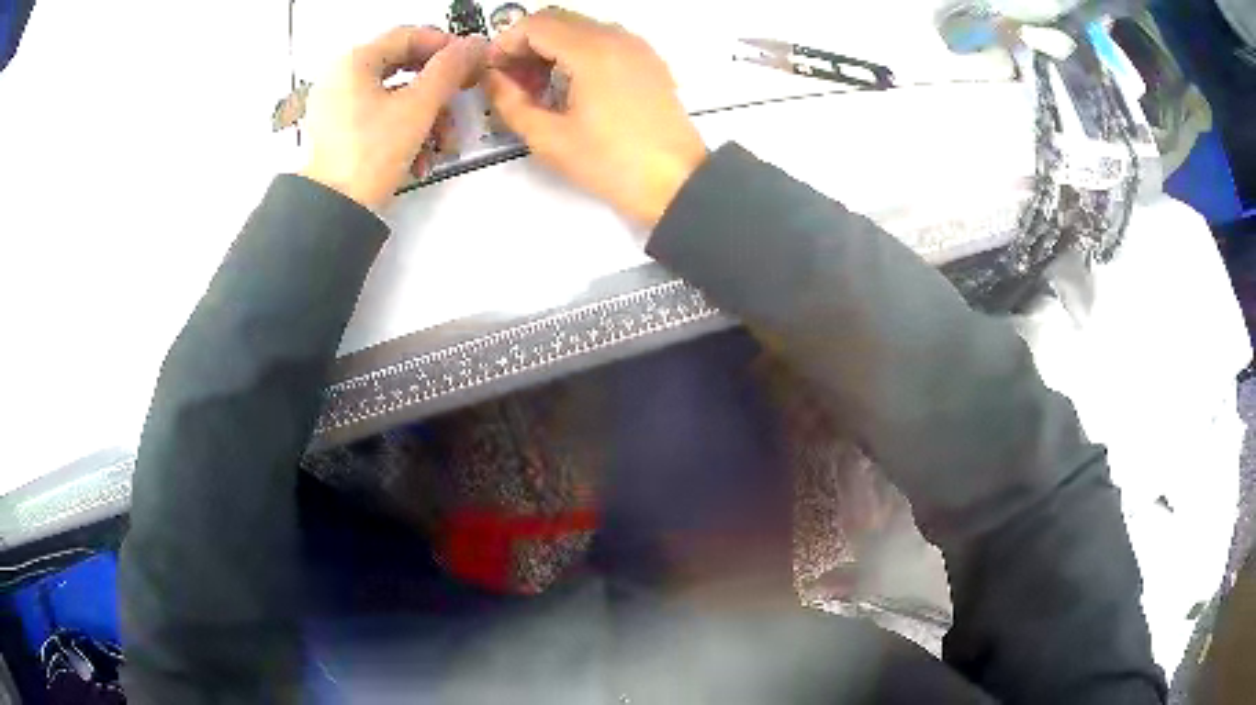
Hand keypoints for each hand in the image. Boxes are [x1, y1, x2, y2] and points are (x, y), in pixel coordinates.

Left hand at [301, 27, 486, 209]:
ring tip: (442, 145)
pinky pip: (379, 116)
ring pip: (395, 96)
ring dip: (426, 117)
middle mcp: (342, 77)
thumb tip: (474, 44)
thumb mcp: (418, 107)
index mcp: (354, 61)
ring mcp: (337, 105)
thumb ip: (449, 69)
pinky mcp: (338, 131)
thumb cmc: (370, 154)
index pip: (409, 35)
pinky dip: (405, 131)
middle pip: (403, 67)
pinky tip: (420, 159)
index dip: (446, 45)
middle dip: (437, 91)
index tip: (472, 62)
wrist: (333, 212)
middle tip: (461, 100)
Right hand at [484, 9, 707, 225]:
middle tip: (512, 80)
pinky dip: (578, 51)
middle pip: (558, 19)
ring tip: (538, 87)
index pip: (535, 24)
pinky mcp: (648, 60)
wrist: (677, 182)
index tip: (492, 72)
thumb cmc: (611, 163)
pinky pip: (604, 39)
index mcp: (592, 51)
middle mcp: (616, 37)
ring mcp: (637, 46)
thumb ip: (510, 102)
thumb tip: (492, 77)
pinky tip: (570, 86)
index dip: (505, 43)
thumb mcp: (549, 138)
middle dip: (526, 43)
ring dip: (552, 47)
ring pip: (581, 27)